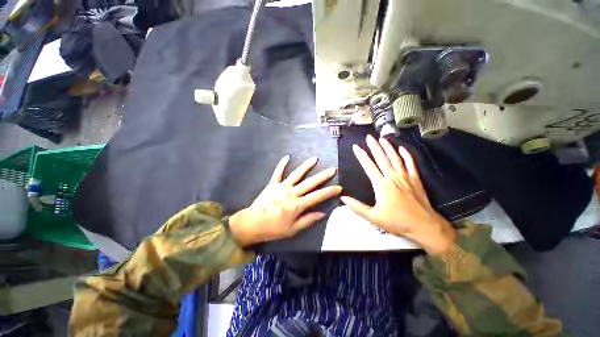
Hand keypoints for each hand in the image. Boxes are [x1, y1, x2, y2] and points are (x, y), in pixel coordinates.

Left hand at [229, 156, 341, 246]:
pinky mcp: (272, 184)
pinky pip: (278, 172)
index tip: (339, 187)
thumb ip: (308, 220)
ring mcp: (282, 186)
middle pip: (310, 183)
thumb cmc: (274, 229)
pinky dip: (282, 164)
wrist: (252, 223)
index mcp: (298, 205)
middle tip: (333, 169)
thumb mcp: (293, 229)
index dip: (329, 192)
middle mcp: (292, 193)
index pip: (318, 196)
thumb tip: (323, 213)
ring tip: (315, 159)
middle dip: (323, 176)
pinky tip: (287, 156)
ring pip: (296, 174)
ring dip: (306, 166)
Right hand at [340, 135, 455, 254]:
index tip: (356, 147)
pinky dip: (406, 155)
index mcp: (381, 185)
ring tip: (382, 138)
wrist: (424, 226)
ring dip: (388, 147)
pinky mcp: (416, 179)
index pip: (369, 166)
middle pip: (382, 158)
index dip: (361, 156)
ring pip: (395, 158)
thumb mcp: (373, 217)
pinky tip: (402, 148)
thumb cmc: (397, 222)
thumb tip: (342, 198)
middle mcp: (392, 177)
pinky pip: (411, 164)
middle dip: (374, 146)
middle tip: (369, 137)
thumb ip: (357, 207)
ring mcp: (405, 177)